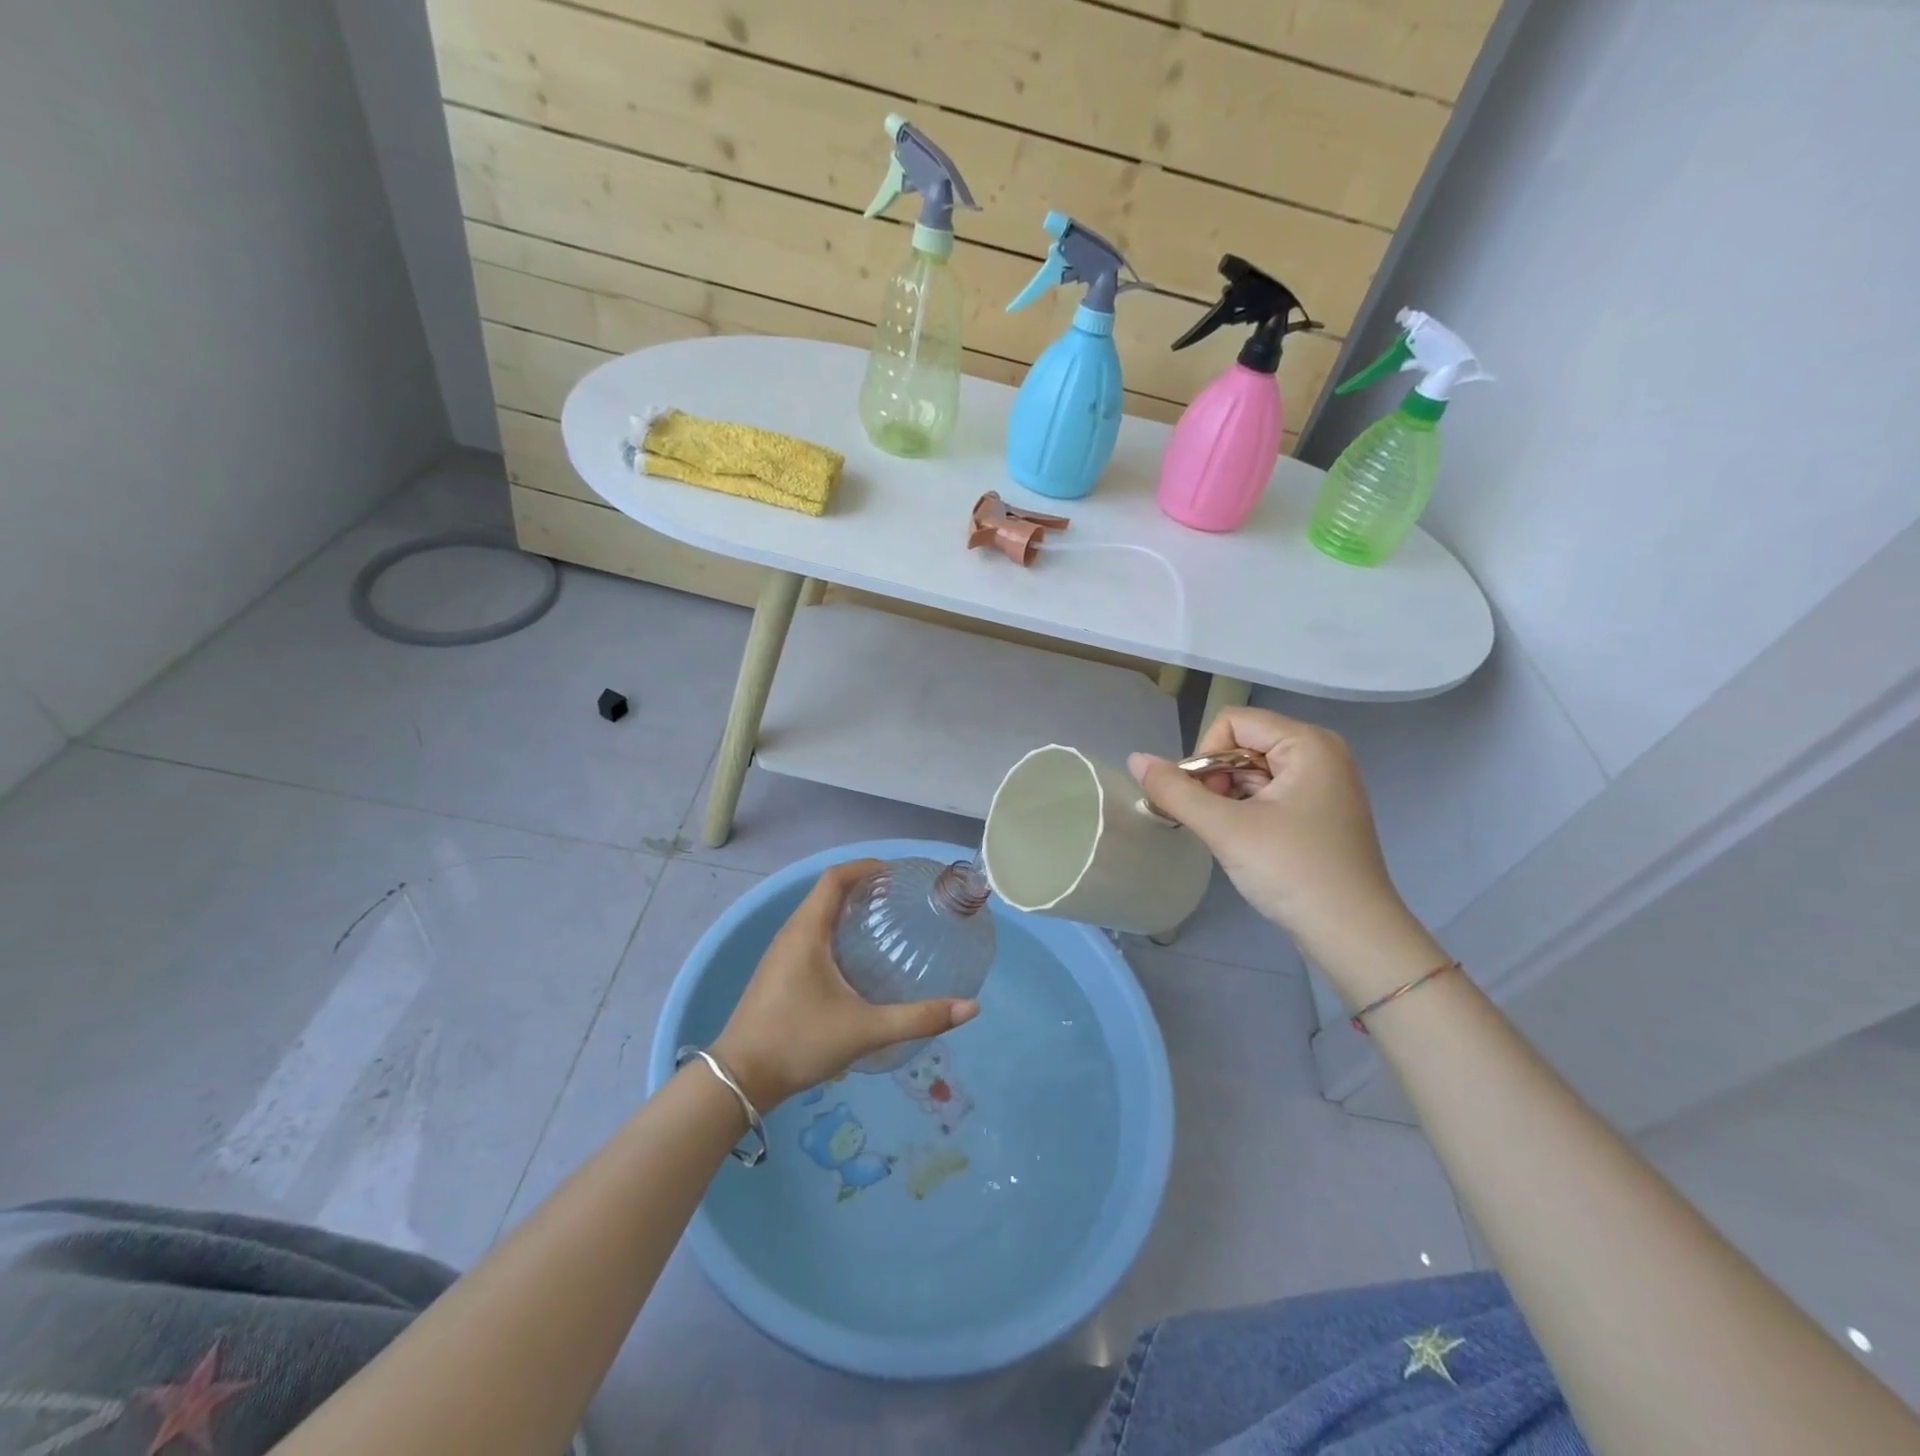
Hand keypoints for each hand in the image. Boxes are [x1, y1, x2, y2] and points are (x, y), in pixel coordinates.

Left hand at [710, 859, 977, 1109]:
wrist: (739, 1080)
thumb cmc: (798, 1042)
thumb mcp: (864, 1030)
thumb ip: (917, 1018)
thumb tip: (970, 1008)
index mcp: (807, 932)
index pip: (835, 878)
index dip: (865, 867)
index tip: (896, 873)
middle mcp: (791, 934)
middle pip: (826, 892)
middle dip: (862, 886)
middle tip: (899, 898)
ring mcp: (780, 954)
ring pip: (816, 914)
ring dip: (847, 908)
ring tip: (884, 922)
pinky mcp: (777, 973)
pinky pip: (809, 934)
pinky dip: (835, 930)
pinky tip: (856, 958)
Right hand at [1130, 708, 1444, 1002]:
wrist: (1352, 934)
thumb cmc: (1292, 871)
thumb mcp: (1226, 829)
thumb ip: (1175, 791)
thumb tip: (1134, 759)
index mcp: (1308, 744)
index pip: (1232, 723)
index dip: (1206, 756)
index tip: (1204, 801)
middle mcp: (1320, 754)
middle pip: (1242, 744)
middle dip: (1216, 779)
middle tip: (1215, 822)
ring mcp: (1323, 784)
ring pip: (1252, 771)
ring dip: (1228, 798)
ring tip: (1229, 836)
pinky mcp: (1319, 812)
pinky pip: (1269, 793)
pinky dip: (1247, 811)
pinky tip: (1245, 842)